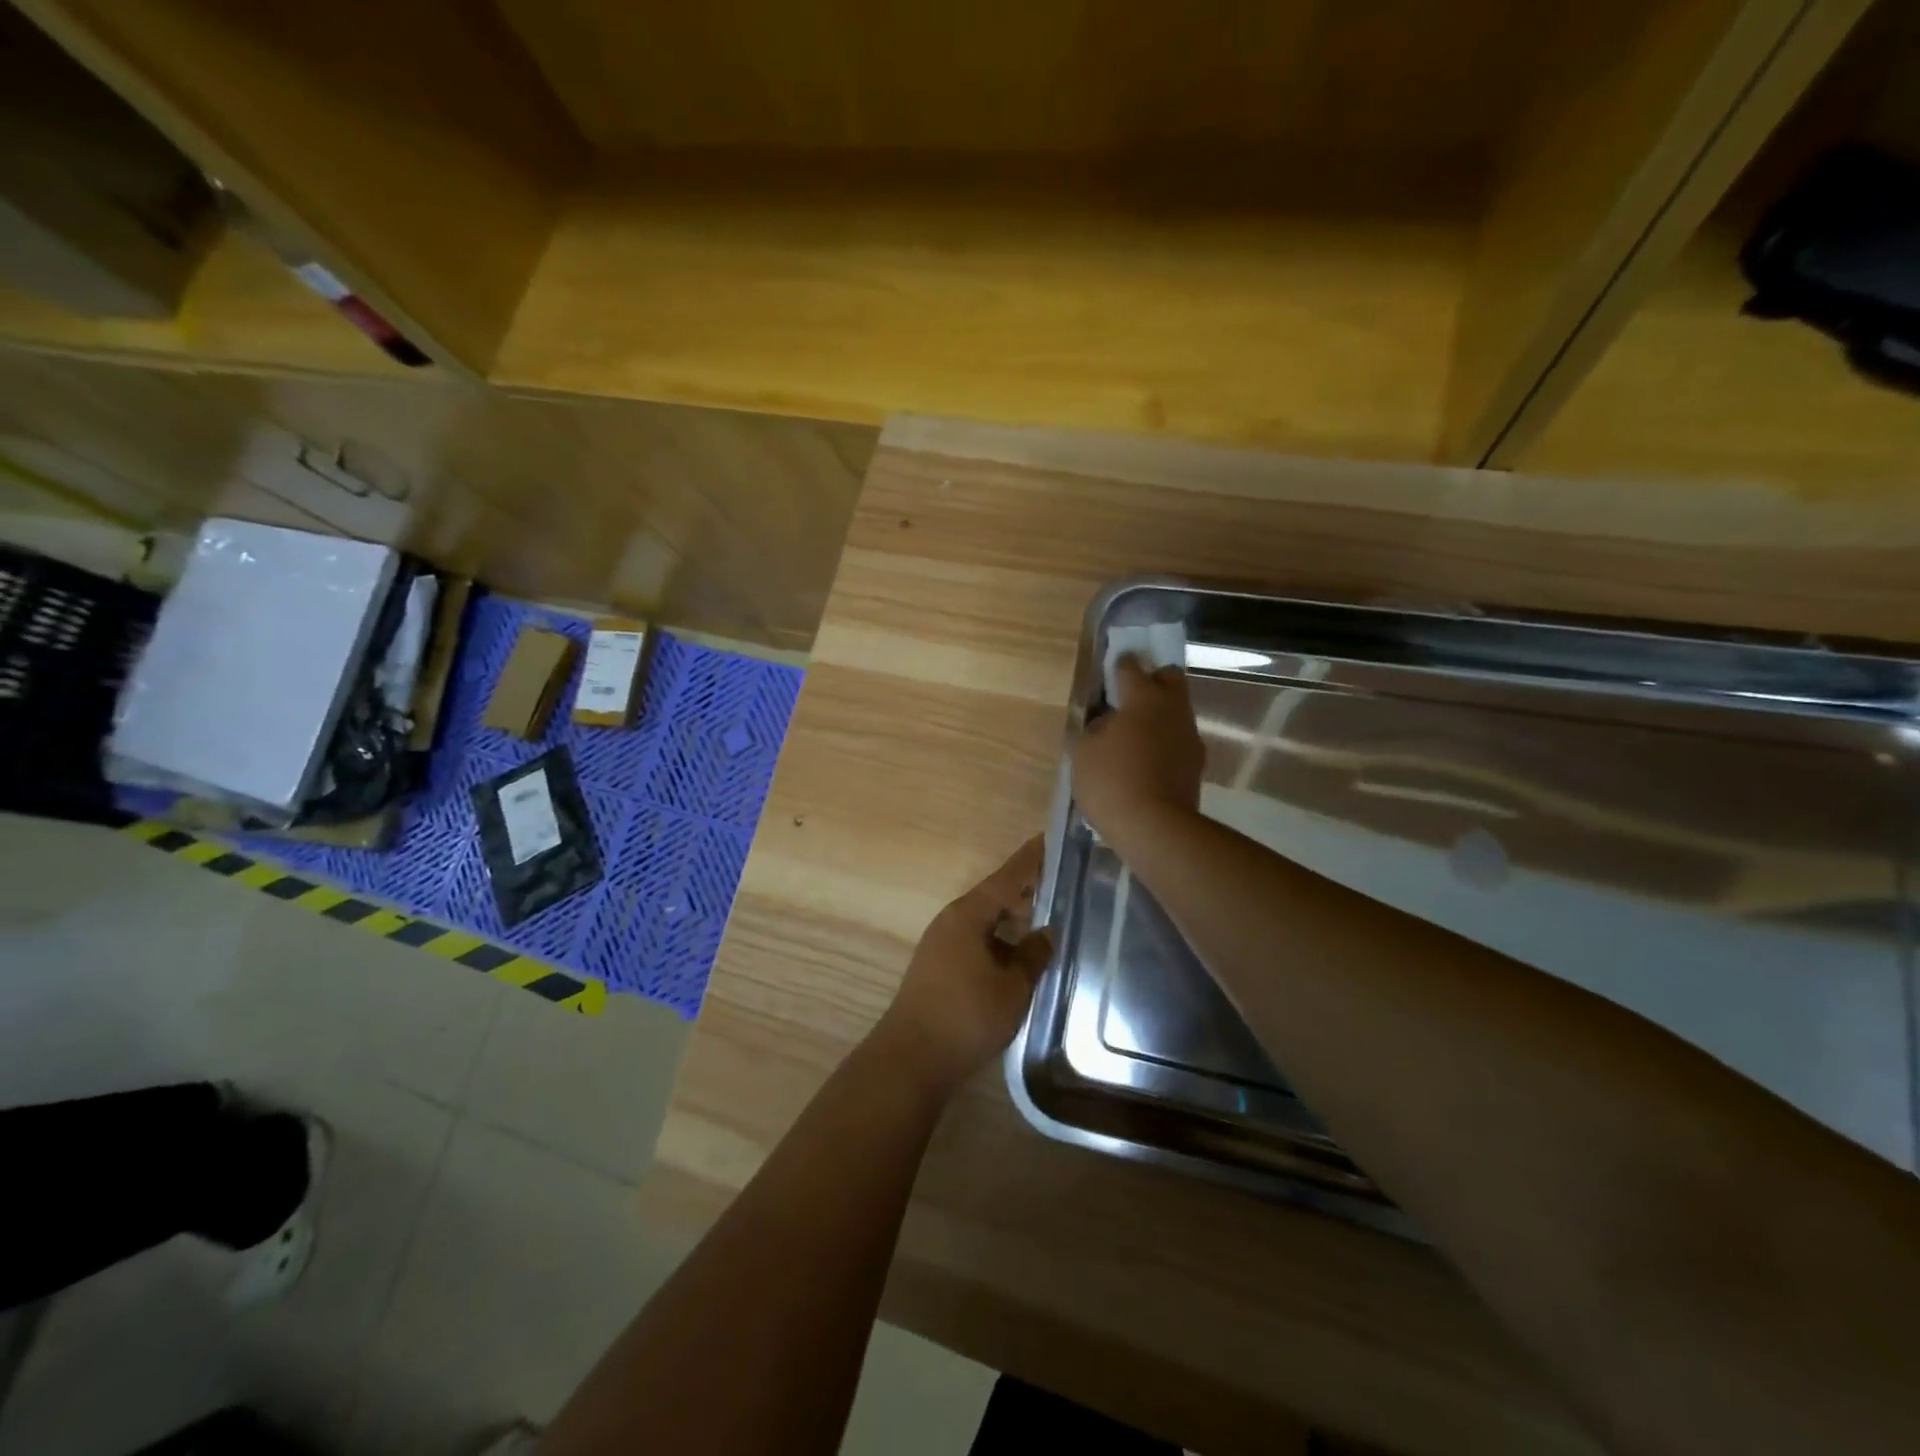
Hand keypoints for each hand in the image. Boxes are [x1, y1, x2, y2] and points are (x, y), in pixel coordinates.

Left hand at [871, 837, 1052, 1096]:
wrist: (912, 1059)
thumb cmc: (966, 1016)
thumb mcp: (1012, 987)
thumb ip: (1033, 955)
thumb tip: (1047, 933)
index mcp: (968, 914)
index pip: (1007, 876)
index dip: (1031, 859)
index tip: (1052, 839)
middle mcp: (952, 921)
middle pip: (995, 896)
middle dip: (1026, 891)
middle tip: (1062, 885)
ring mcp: (942, 944)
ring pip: (986, 921)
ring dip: (1013, 920)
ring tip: (1048, 921)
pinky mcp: (940, 967)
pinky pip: (977, 941)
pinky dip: (1000, 941)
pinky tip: (1020, 956)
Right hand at [1071, 654, 1203, 838]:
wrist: (1155, 828)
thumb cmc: (1111, 781)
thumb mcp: (1082, 752)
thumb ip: (1090, 728)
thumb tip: (1102, 722)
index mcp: (1143, 696)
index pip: (1130, 666)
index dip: (1118, 666)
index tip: (1108, 671)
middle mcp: (1172, 707)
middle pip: (1169, 678)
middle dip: (1152, 680)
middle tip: (1128, 699)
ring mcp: (1189, 735)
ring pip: (1177, 710)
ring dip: (1159, 714)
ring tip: (1135, 736)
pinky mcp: (1197, 763)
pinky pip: (1179, 740)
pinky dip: (1165, 742)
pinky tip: (1147, 761)